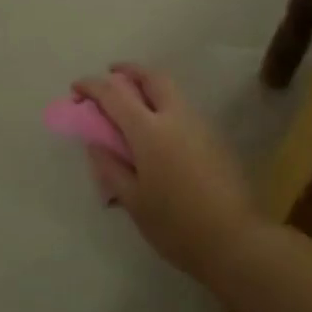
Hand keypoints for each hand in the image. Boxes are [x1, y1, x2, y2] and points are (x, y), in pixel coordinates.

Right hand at [72, 64, 260, 283]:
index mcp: (150, 131)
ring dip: (149, 87)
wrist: (234, 240)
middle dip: (128, 71)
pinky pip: (183, 109)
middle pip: (151, 77)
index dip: (92, 86)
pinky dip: (164, 106)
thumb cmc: (176, 225)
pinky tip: (157, 132)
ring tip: (132, 105)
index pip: (114, 94)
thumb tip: (96, 143)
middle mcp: (176, 117)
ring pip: (171, 91)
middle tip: (111, 77)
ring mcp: (199, 125)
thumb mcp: (133, 201)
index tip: (76, 89)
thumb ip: (110, 167)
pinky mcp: (214, 138)